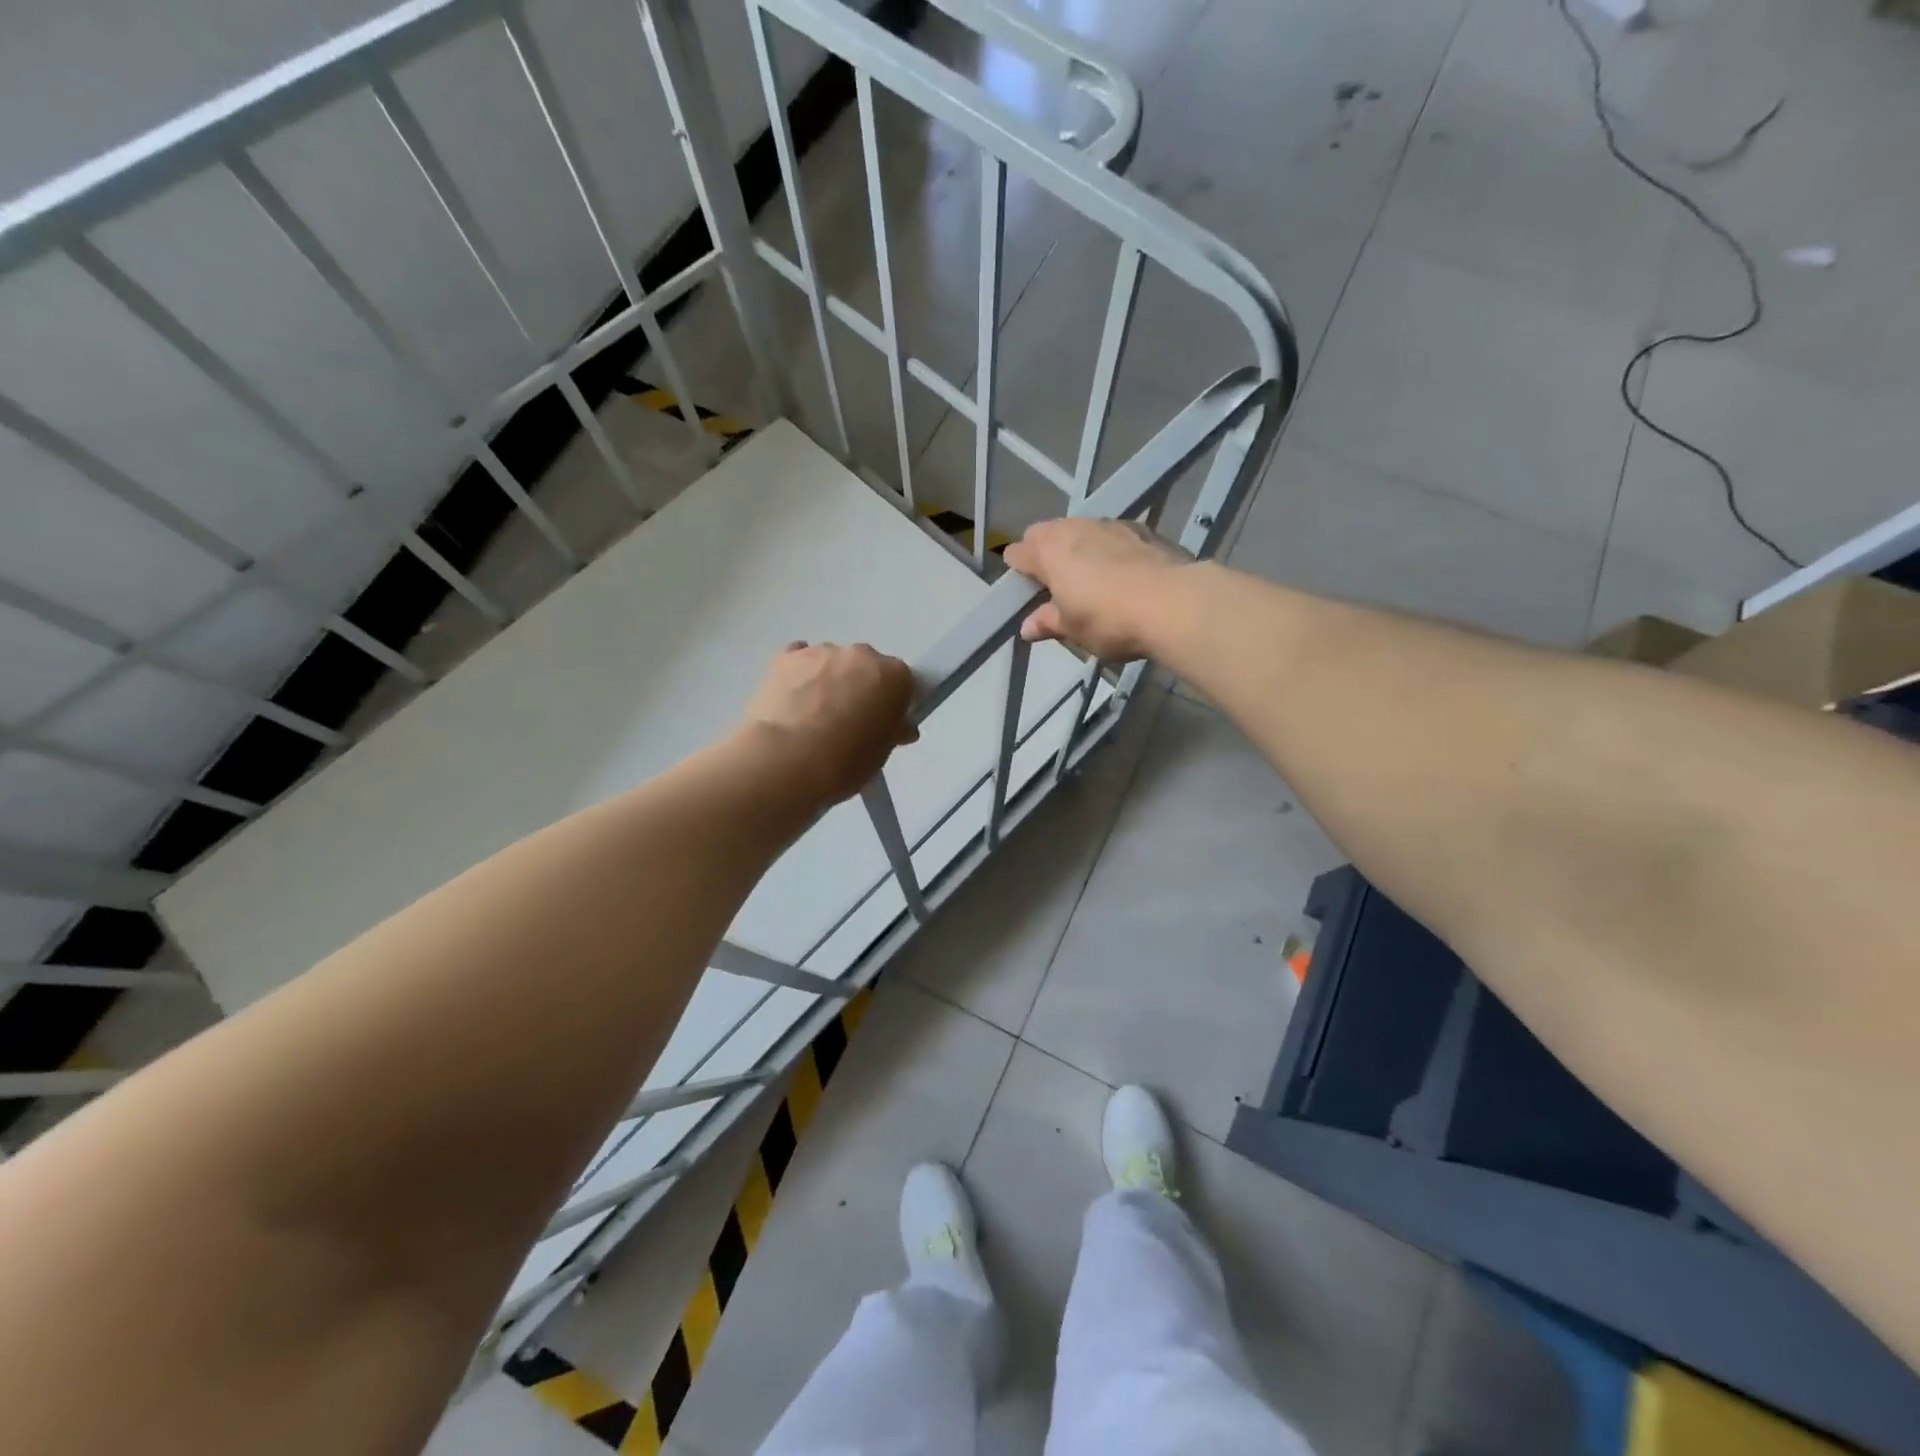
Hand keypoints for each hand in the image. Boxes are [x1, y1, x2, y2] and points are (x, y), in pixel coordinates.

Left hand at [740, 642, 917, 805]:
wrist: (787, 761)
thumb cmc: (846, 762)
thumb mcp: (882, 754)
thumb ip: (893, 731)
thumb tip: (898, 727)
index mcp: (894, 676)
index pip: (902, 683)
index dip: (892, 704)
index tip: (881, 724)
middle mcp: (861, 655)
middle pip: (866, 668)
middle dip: (860, 688)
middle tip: (847, 722)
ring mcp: (821, 652)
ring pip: (831, 662)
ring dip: (828, 681)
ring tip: (811, 717)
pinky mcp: (785, 657)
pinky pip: (798, 659)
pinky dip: (799, 674)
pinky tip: (792, 698)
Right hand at [1003, 518, 1194, 660]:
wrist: (1175, 603)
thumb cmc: (1110, 620)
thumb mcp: (1073, 630)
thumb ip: (1047, 623)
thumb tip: (1028, 626)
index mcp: (1049, 551)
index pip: (1018, 552)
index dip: (1018, 571)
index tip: (1026, 591)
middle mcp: (1075, 527)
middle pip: (1048, 534)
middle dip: (1046, 554)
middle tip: (1056, 586)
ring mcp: (1111, 524)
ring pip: (1082, 531)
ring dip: (1080, 549)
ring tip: (1092, 579)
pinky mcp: (1143, 529)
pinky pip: (1114, 536)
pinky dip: (1111, 550)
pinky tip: (1124, 575)